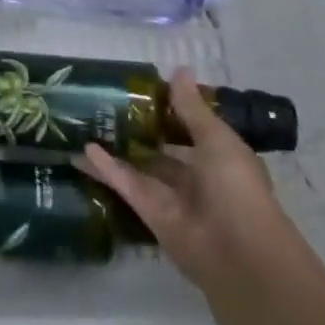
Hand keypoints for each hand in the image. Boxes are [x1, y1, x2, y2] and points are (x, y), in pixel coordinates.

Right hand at [82, 69, 293, 296]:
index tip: (143, 90)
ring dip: (117, 148)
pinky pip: (127, 185)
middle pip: (161, 148)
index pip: (191, 128)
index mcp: (218, 157)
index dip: (170, 110)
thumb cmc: (236, 187)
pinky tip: (84, 151)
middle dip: (139, 130)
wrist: (239, 256)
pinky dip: (107, 169)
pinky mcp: (150, 214)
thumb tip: (179, 69)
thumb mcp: (216, 139)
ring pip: (140, 166)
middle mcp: (196, 177)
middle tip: (106, 104)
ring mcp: (171, 197)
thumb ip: (191, 108)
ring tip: (87, 125)